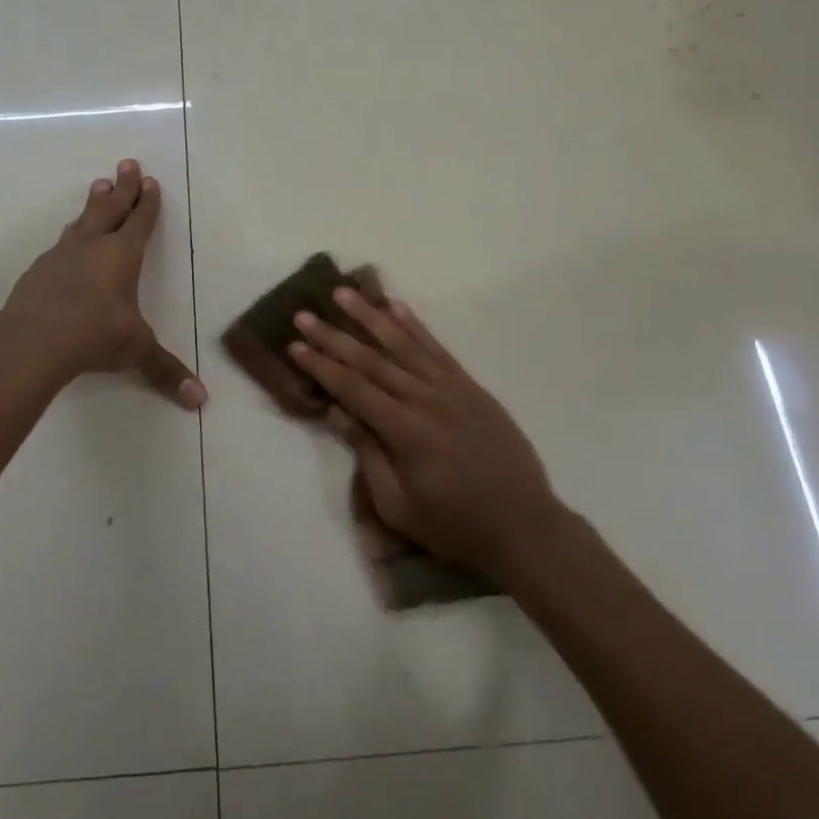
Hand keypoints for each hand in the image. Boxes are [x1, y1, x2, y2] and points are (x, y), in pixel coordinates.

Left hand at [2, 160, 205, 409]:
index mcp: (122, 256)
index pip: (140, 221)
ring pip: (83, 220)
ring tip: (99, 185)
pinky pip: (61, 243)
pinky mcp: (39, 270)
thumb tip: (200, 402)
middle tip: (127, 162)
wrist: (32, 340)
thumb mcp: (136, 350)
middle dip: (123, 186)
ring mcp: (62, 255)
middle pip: (111, 207)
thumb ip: (166, 371)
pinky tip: (67, 240)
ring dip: (94, 202)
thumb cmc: (94, 335)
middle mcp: (93, 246)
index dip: (147, 202)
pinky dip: (71, 234)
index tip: (150, 181)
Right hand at [289, 289, 568, 581]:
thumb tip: (338, 412)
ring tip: (344, 293)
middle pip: (372, 360)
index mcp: (406, 431)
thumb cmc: (455, 525)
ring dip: (371, 316)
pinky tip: (396, 307)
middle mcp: (426, 399)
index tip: (294, 345)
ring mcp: (452, 388)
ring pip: (404, 344)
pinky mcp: (470, 387)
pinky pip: (438, 349)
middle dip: (334, 336)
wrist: (524, 525)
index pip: (353, 389)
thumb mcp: (399, 507)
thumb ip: (368, 456)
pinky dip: (415, 326)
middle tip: (304, 314)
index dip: (321, 366)